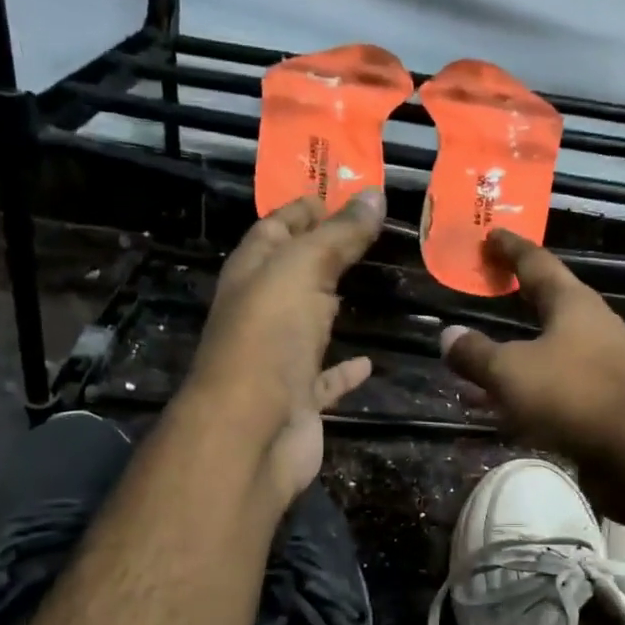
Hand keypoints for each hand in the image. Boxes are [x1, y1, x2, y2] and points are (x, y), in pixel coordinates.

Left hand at [184, 191, 384, 501]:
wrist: (252, 432)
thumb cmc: (269, 338)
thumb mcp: (303, 270)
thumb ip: (339, 235)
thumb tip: (373, 194)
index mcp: (251, 274)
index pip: (275, 228)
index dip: (303, 209)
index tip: (339, 192)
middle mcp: (260, 313)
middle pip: (292, 274)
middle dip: (322, 253)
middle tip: (366, 234)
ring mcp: (278, 359)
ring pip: (308, 323)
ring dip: (330, 307)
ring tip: (368, 287)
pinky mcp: (299, 398)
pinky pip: (326, 377)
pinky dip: (346, 369)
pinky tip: (369, 362)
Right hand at [439, 230, 624, 463]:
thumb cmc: (571, 395)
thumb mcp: (510, 372)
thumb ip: (476, 354)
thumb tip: (448, 336)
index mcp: (572, 304)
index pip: (536, 262)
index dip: (510, 248)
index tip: (491, 234)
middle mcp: (592, 326)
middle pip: (547, 303)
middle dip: (515, 297)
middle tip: (488, 287)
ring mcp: (601, 364)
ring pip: (548, 350)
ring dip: (514, 355)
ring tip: (478, 365)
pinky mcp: (603, 399)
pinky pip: (554, 385)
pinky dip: (526, 389)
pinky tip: (502, 409)